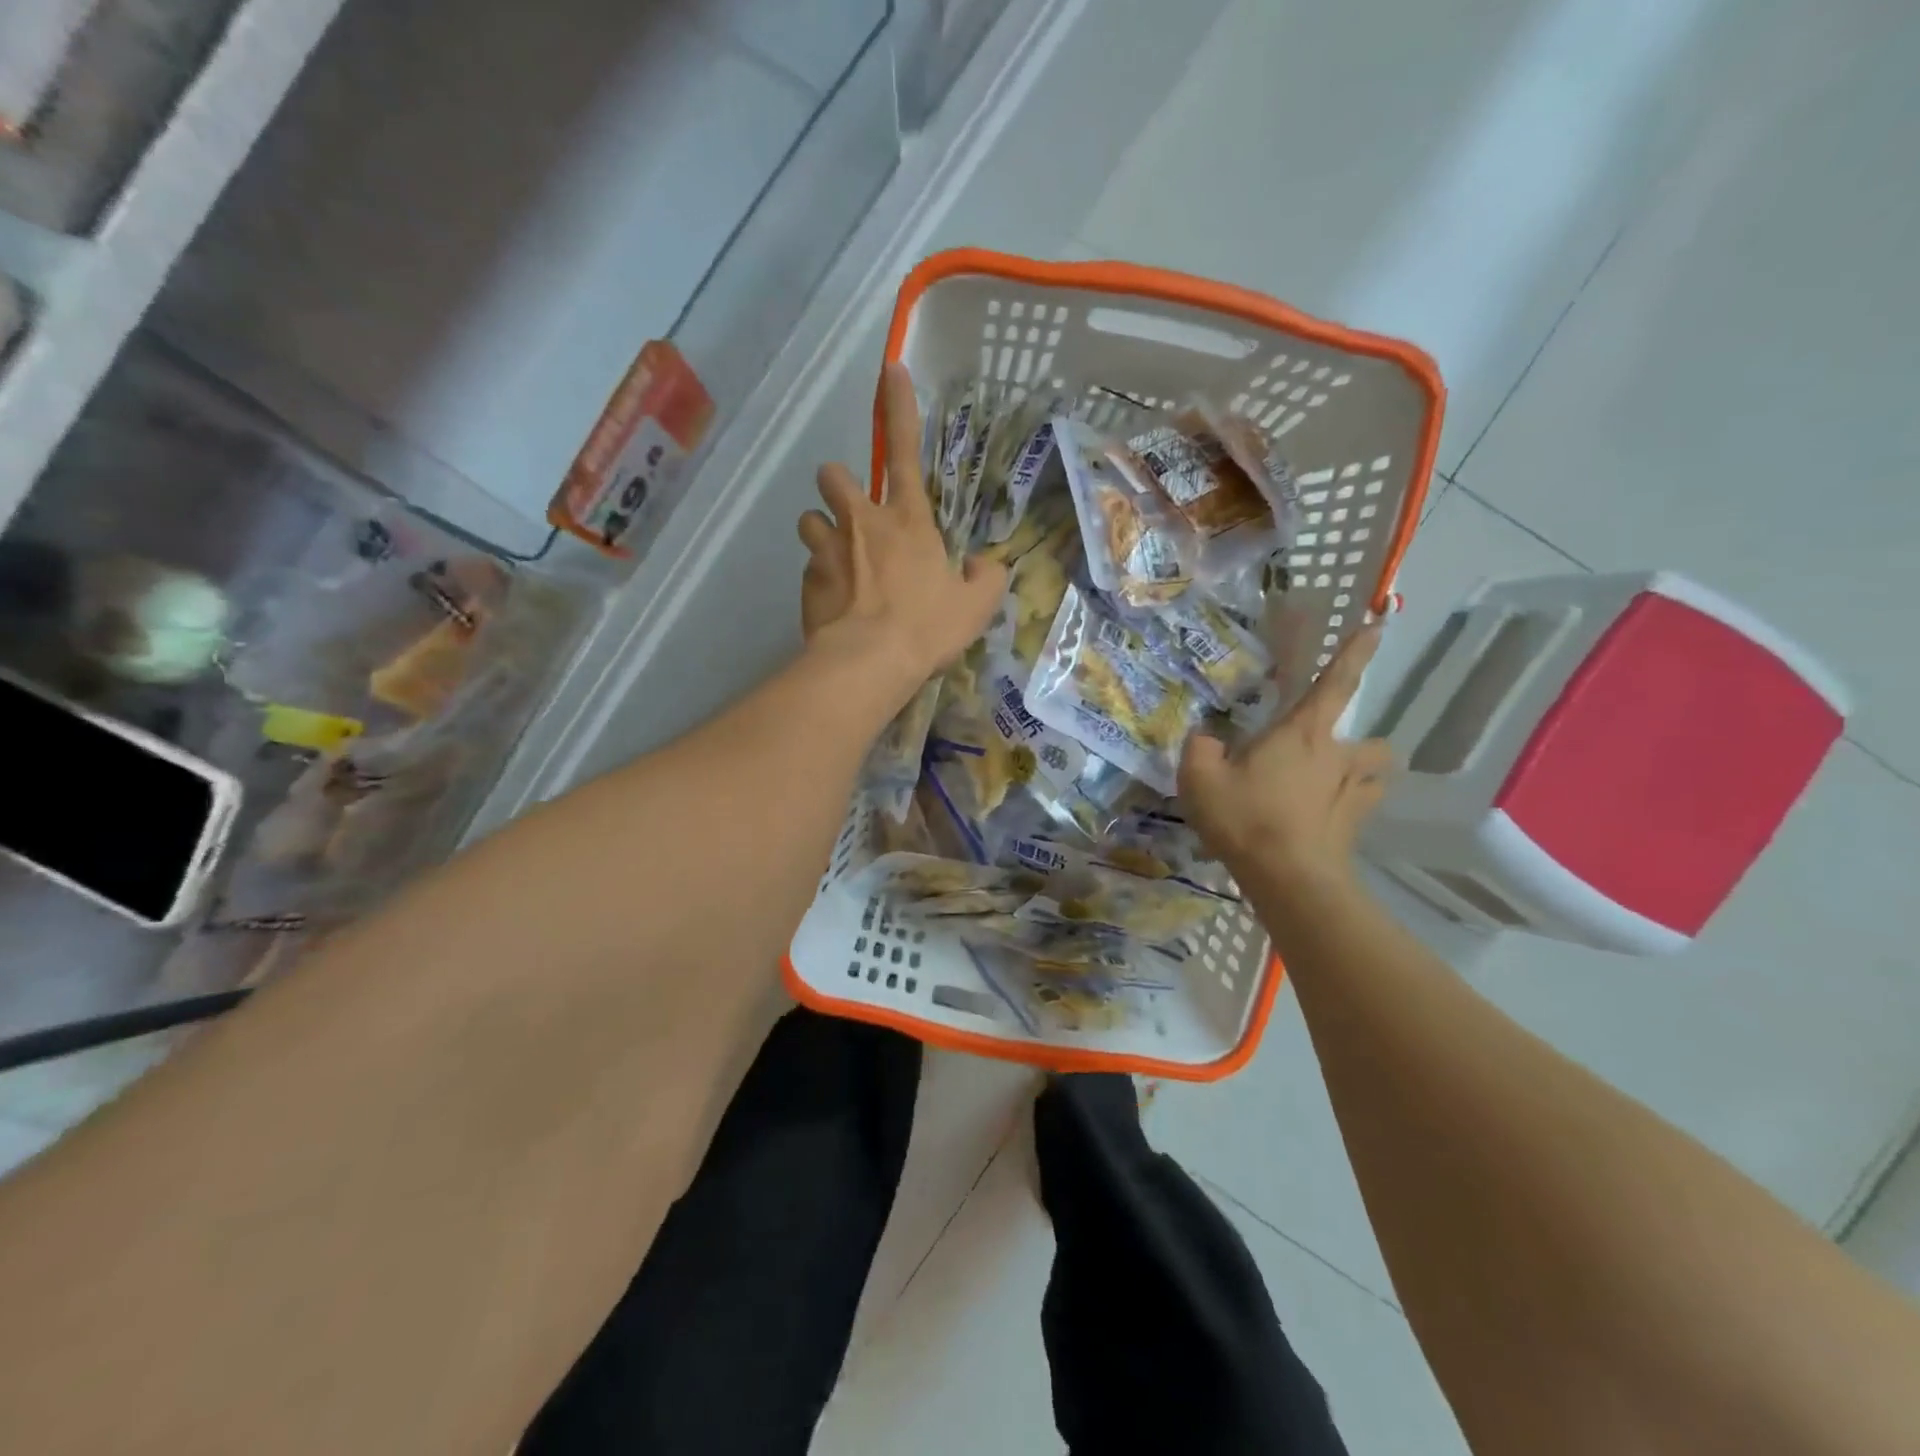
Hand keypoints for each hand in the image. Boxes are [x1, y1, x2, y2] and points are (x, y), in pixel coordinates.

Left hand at [797, 362, 1006, 689]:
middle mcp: (862, 523)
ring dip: (822, 531)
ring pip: (810, 518)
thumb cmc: (927, 627)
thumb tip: (982, 565)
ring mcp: (828, 549)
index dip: (900, 408)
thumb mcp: (976, 606)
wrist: (870, 662)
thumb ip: (985, 578)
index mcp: (908, 521)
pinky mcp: (807, 579)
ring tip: (838, 560)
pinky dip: (819, 578)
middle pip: (834, 475)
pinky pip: (809, 567)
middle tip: (852, 514)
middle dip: (839, 486)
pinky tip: (834, 603)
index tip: (890, 370)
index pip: (906, 451)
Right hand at [1179, 625, 1393, 920]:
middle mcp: (1337, 756)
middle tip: (1324, 754)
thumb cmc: (1247, 818)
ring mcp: (1353, 794)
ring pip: (1376, 773)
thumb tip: (1206, 737)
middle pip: (1371, 741)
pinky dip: (1351, 806)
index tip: (1380, 624)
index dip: (1356, 652)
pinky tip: (1327, 817)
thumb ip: (1199, 748)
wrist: (1289, 879)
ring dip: (1362, 772)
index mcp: (1302, 733)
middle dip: (1358, 743)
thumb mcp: (1200, 778)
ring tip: (1332, 784)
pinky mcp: (1355, 827)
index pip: (1335, 682)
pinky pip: (1362, 806)